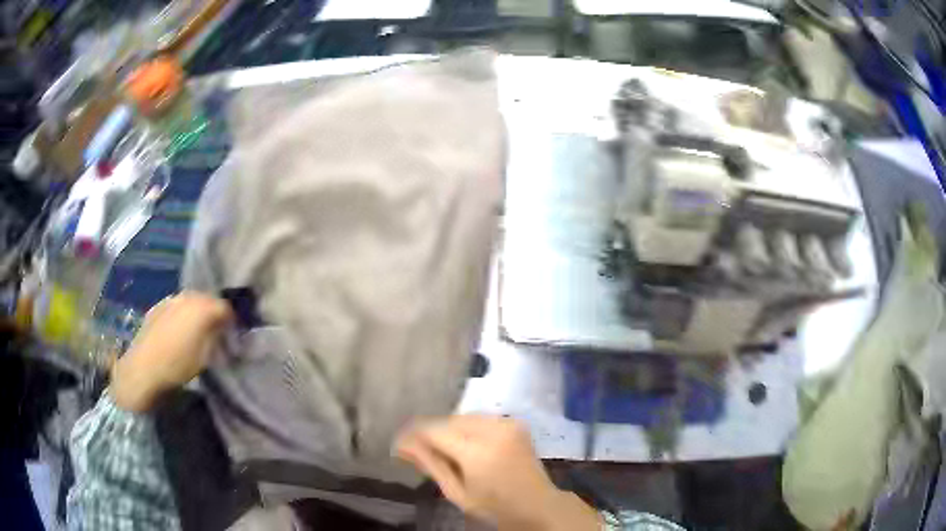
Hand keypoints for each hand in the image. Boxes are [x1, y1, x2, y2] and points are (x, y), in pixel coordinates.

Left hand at [111, 291, 232, 412]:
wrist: (143, 368)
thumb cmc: (178, 365)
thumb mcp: (205, 357)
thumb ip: (215, 337)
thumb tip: (220, 329)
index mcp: (202, 308)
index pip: (225, 307)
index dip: (231, 321)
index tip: (232, 334)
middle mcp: (188, 296)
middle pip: (208, 299)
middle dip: (213, 313)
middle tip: (215, 330)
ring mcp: (171, 299)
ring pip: (191, 300)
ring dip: (197, 312)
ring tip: (196, 329)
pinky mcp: (158, 306)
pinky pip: (177, 305)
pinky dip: (182, 314)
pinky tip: (178, 330)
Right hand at [396, 415, 600, 530]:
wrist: (538, 505)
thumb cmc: (495, 507)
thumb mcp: (457, 493)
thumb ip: (431, 465)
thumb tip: (403, 445)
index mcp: (477, 451)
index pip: (433, 431)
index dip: (412, 435)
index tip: (399, 445)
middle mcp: (493, 429)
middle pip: (447, 421)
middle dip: (429, 432)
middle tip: (415, 449)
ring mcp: (507, 422)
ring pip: (462, 417)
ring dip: (447, 428)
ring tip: (438, 447)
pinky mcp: (514, 422)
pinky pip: (480, 418)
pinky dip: (466, 427)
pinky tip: (462, 443)